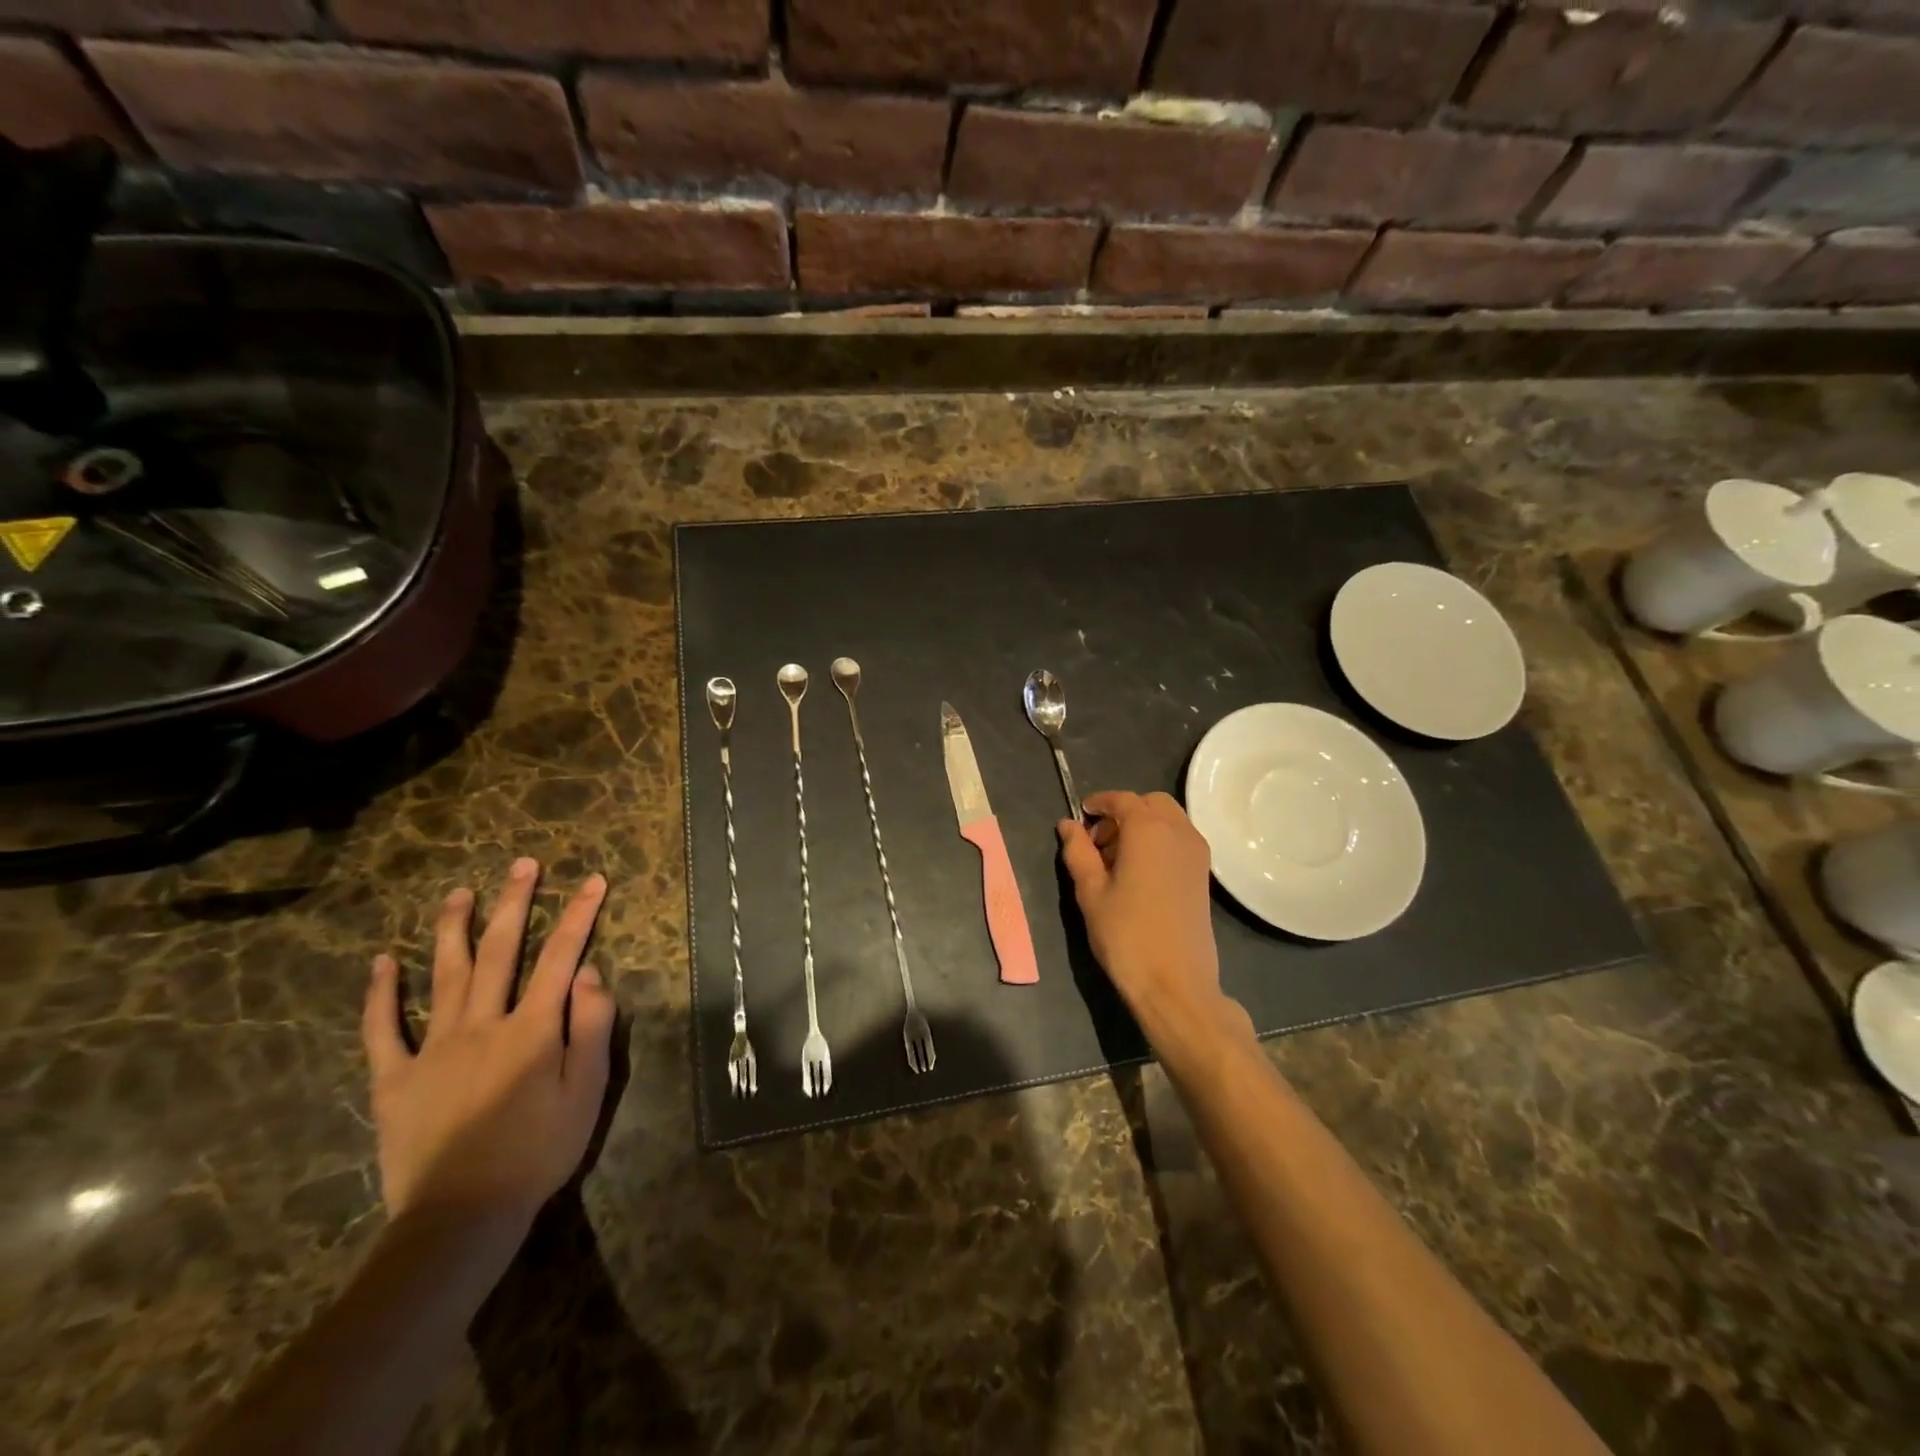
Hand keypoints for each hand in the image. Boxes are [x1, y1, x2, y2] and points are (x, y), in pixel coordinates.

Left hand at [361, 858, 616, 1232]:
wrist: (462, 1216)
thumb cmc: (539, 1150)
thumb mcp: (588, 1089)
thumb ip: (592, 1024)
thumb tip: (588, 971)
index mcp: (533, 1027)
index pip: (561, 956)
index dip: (579, 914)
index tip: (593, 880)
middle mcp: (483, 1023)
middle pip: (500, 951)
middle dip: (514, 903)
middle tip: (522, 865)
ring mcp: (433, 1048)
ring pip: (444, 975)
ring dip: (453, 929)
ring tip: (459, 892)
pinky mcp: (395, 1079)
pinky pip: (383, 1030)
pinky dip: (380, 995)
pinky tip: (381, 963)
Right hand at [1058, 792, 1246, 1039]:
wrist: (1175, 983)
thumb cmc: (1126, 934)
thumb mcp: (1091, 892)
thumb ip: (1078, 852)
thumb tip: (1068, 825)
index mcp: (1148, 829)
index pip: (1122, 799)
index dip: (1099, 803)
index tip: (1080, 816)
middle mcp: (1179, 832)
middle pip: (1150, 803)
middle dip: (1123, 813)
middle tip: (1098, 841)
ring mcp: (1197, 853)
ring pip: (1169, 820)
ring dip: (1142, 826)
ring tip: (1115, 860)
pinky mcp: (1204, 874)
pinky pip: (1179, 840)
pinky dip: (1158, 842)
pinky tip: (1138, 873)